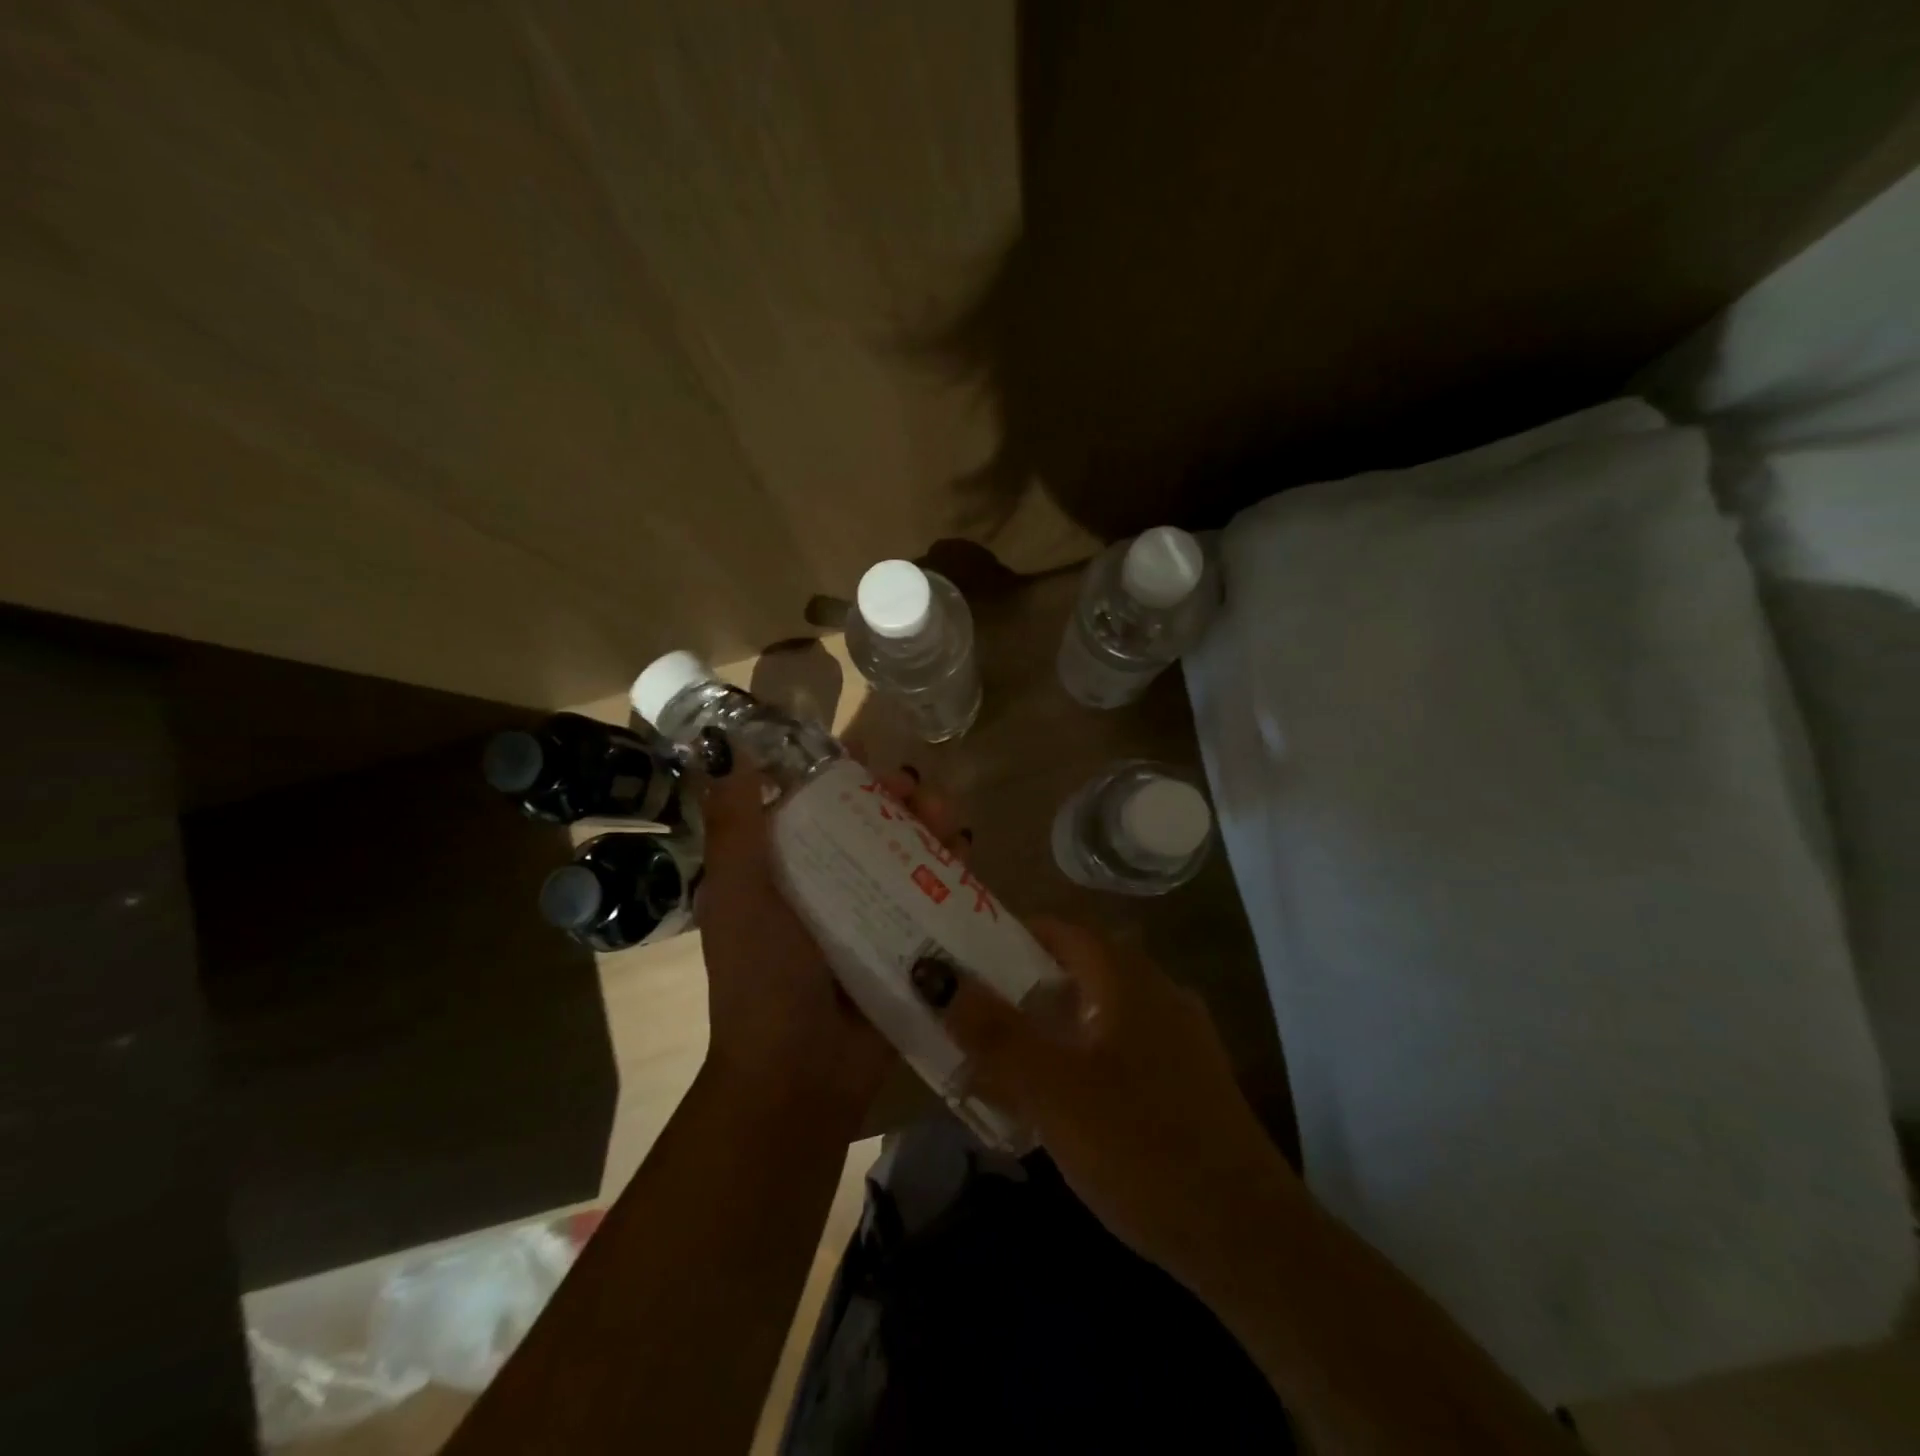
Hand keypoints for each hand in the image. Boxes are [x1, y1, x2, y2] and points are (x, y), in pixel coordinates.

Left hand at [695, 748, 968, 1125]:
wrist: (800, 1075)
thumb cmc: (762, 979)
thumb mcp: (739, 896)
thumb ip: (737, 829)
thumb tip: (730, 752)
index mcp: (787, 871)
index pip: (820, 807)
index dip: (846, 780)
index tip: (871, 763)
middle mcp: (831, 886)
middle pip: (873, 825)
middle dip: (901, 801)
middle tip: (919, 792)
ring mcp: (874, 916)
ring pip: (910, 855)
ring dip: (933, 828)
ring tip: (948, 820)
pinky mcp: (910, 944)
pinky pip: (937, 897)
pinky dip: (954, 872)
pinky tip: (967, 856)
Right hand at [932, 919, 1302, 1279]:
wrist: (1246, 1237)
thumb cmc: (1141, 1146)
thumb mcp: (1053, 1090)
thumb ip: (993, 1032)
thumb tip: (936, 974)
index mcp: (1128, 978)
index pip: (1061, 930)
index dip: (1010, 934)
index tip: (964, 956)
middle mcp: (1157, 993)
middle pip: (1076, 970)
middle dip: (1021, 986)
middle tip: (971, 1010)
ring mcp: (1178, 1038)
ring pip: (1097, 1013)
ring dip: (1049, 1026)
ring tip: (1000, 1056)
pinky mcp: (1186, 1081)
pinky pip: (1119, 1050)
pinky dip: (1080, 1058)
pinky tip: (1055, 1102)